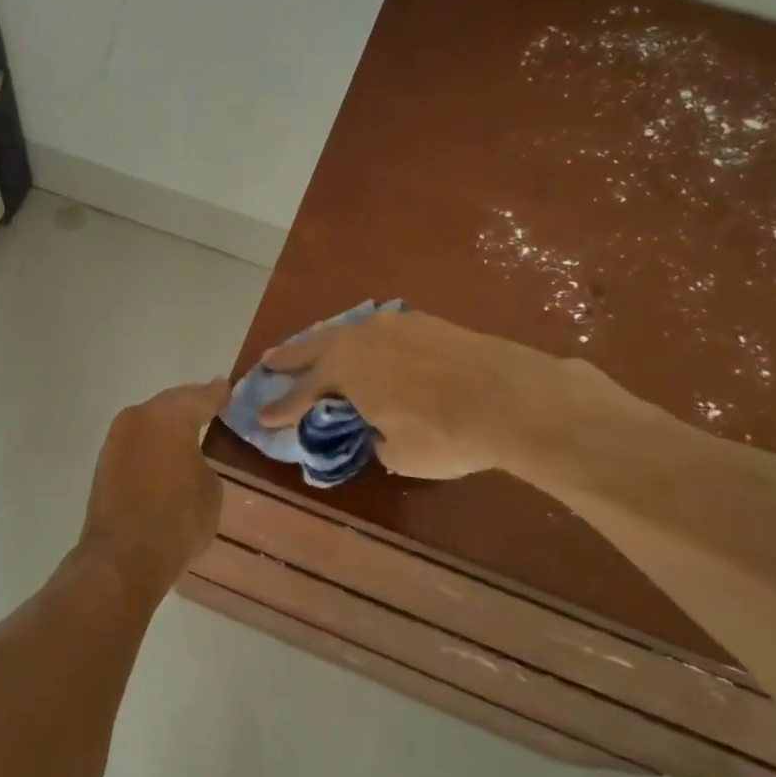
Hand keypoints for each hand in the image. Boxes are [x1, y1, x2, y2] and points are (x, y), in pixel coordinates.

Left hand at [79, 380, 230, 590]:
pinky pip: (137, 442)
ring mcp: (116, 439)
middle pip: (170, 403)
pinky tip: (165, 453)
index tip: (227, 388)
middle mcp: (138, 418)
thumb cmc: (177, 521)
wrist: (122, 558)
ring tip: (189, 429)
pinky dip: (152, 443)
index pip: (200, 397)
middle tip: (210, 403)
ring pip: (149, 421)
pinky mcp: (104, 463)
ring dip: (167, 424)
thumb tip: (188, 460)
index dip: (217, 394)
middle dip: (190, 404)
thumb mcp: (210, 490)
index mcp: (169, 417)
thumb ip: (203, 461)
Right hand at [257, 309, 569, 479]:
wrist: (514, 398)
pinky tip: (370, 347)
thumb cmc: (445, 433)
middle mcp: (361, 340)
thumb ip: (376, 437)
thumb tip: (378, 428)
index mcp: (344, 371)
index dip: (281, 409)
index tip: (261, 417)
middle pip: (314, 347)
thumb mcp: (399, 452)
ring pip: (348, 332)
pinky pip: (381, 331)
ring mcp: (395, 325)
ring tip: (314, 347)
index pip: (302, 394)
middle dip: (289, 357)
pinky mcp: (427, 323)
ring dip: (326, 342)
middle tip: (268, 361)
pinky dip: (365, 342)